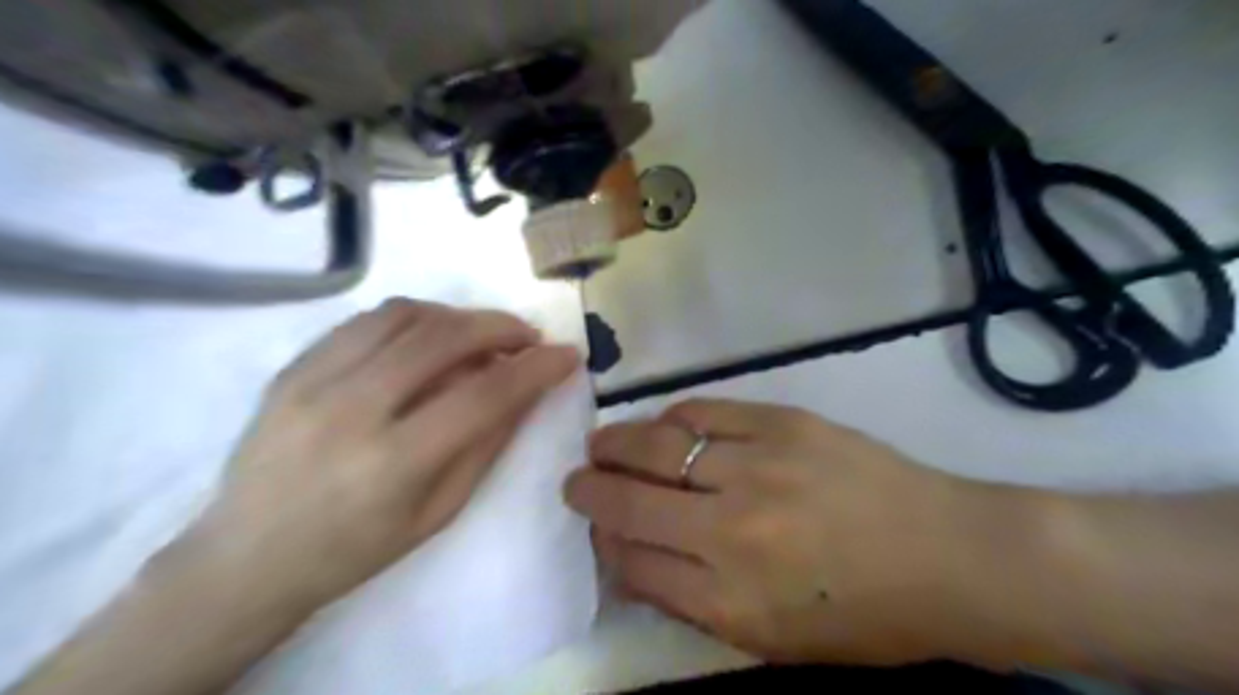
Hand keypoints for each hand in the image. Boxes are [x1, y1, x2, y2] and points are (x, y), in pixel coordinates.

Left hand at [186, 302, 580, 615]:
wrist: (248, 557)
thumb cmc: (356, 549)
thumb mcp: (438, 512)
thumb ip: (486, 445)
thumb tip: (525, 390)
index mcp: (394, 462)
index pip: (484, 395)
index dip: (536, 368)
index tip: (567, 355)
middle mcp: (352, 409)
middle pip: (444, 338)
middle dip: (501, 327)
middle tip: (528, 336)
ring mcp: (313, 381)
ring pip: (405, 315)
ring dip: (459, 316)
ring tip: (481, 334)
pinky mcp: (291, 368)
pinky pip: (366, 320)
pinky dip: (414, 318)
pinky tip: (430, 335)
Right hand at [567, 402, 1020, 667]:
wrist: (949, 555)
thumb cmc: (865, 615)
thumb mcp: (774, 640)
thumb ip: (696, 604)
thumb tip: (635, 562)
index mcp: (730, 600)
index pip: (632, 564)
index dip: (605, 545)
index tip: (598, 531)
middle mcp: (731, 531)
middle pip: (629, 503)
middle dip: (589, 490)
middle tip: (576, 480)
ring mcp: (756, 468)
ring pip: (656, 448)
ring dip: (616, 446)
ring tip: (601, 444)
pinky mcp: (781, 424)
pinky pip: (703, 413)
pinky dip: (673, 419)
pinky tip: (665, 427)